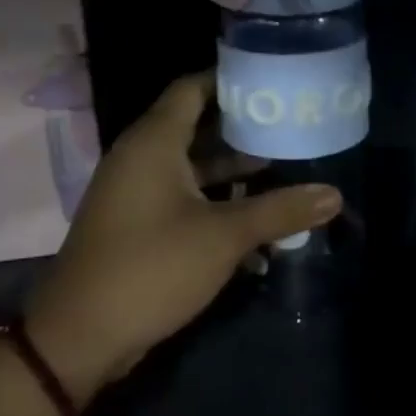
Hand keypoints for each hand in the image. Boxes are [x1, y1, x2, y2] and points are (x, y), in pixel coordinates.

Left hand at [21, 72, 341, 403]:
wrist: (81, 336)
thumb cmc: (152, 267)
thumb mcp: (223, 237)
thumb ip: (279, 211)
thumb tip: (334, 194)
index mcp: (154, 143)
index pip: (192, 88)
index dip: (231, 79)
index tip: (274, 82)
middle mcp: (141, 159)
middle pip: (197, 126)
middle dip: (244, 128)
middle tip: (292, 125)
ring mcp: (138, 194)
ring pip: (194, 168)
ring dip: (235, 170)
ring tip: (286, 168)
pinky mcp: (139, 225)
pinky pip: (185, 199)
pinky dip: (218, 203)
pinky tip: (258, 220)